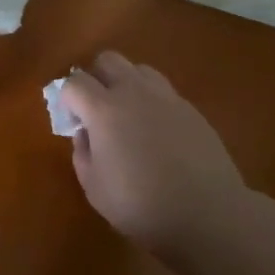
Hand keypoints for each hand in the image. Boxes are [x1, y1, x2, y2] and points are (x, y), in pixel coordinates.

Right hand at [61, 51, 244, 253]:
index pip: (74, 83)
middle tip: (96, 108)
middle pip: (108, 60)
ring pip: (139, 69)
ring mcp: (166, 97)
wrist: (208, 214)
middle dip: (96, 77)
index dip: (67, 98)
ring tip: (129, 115)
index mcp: (104, 109)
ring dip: (127, 83)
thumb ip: (82, 154)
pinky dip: (153, 102)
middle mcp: (133, 92)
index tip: (71, 120)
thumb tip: (84, 134)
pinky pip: (164, 91)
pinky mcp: (191, 109)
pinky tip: (158, 132)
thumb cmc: (142, 206)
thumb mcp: (95, 189)